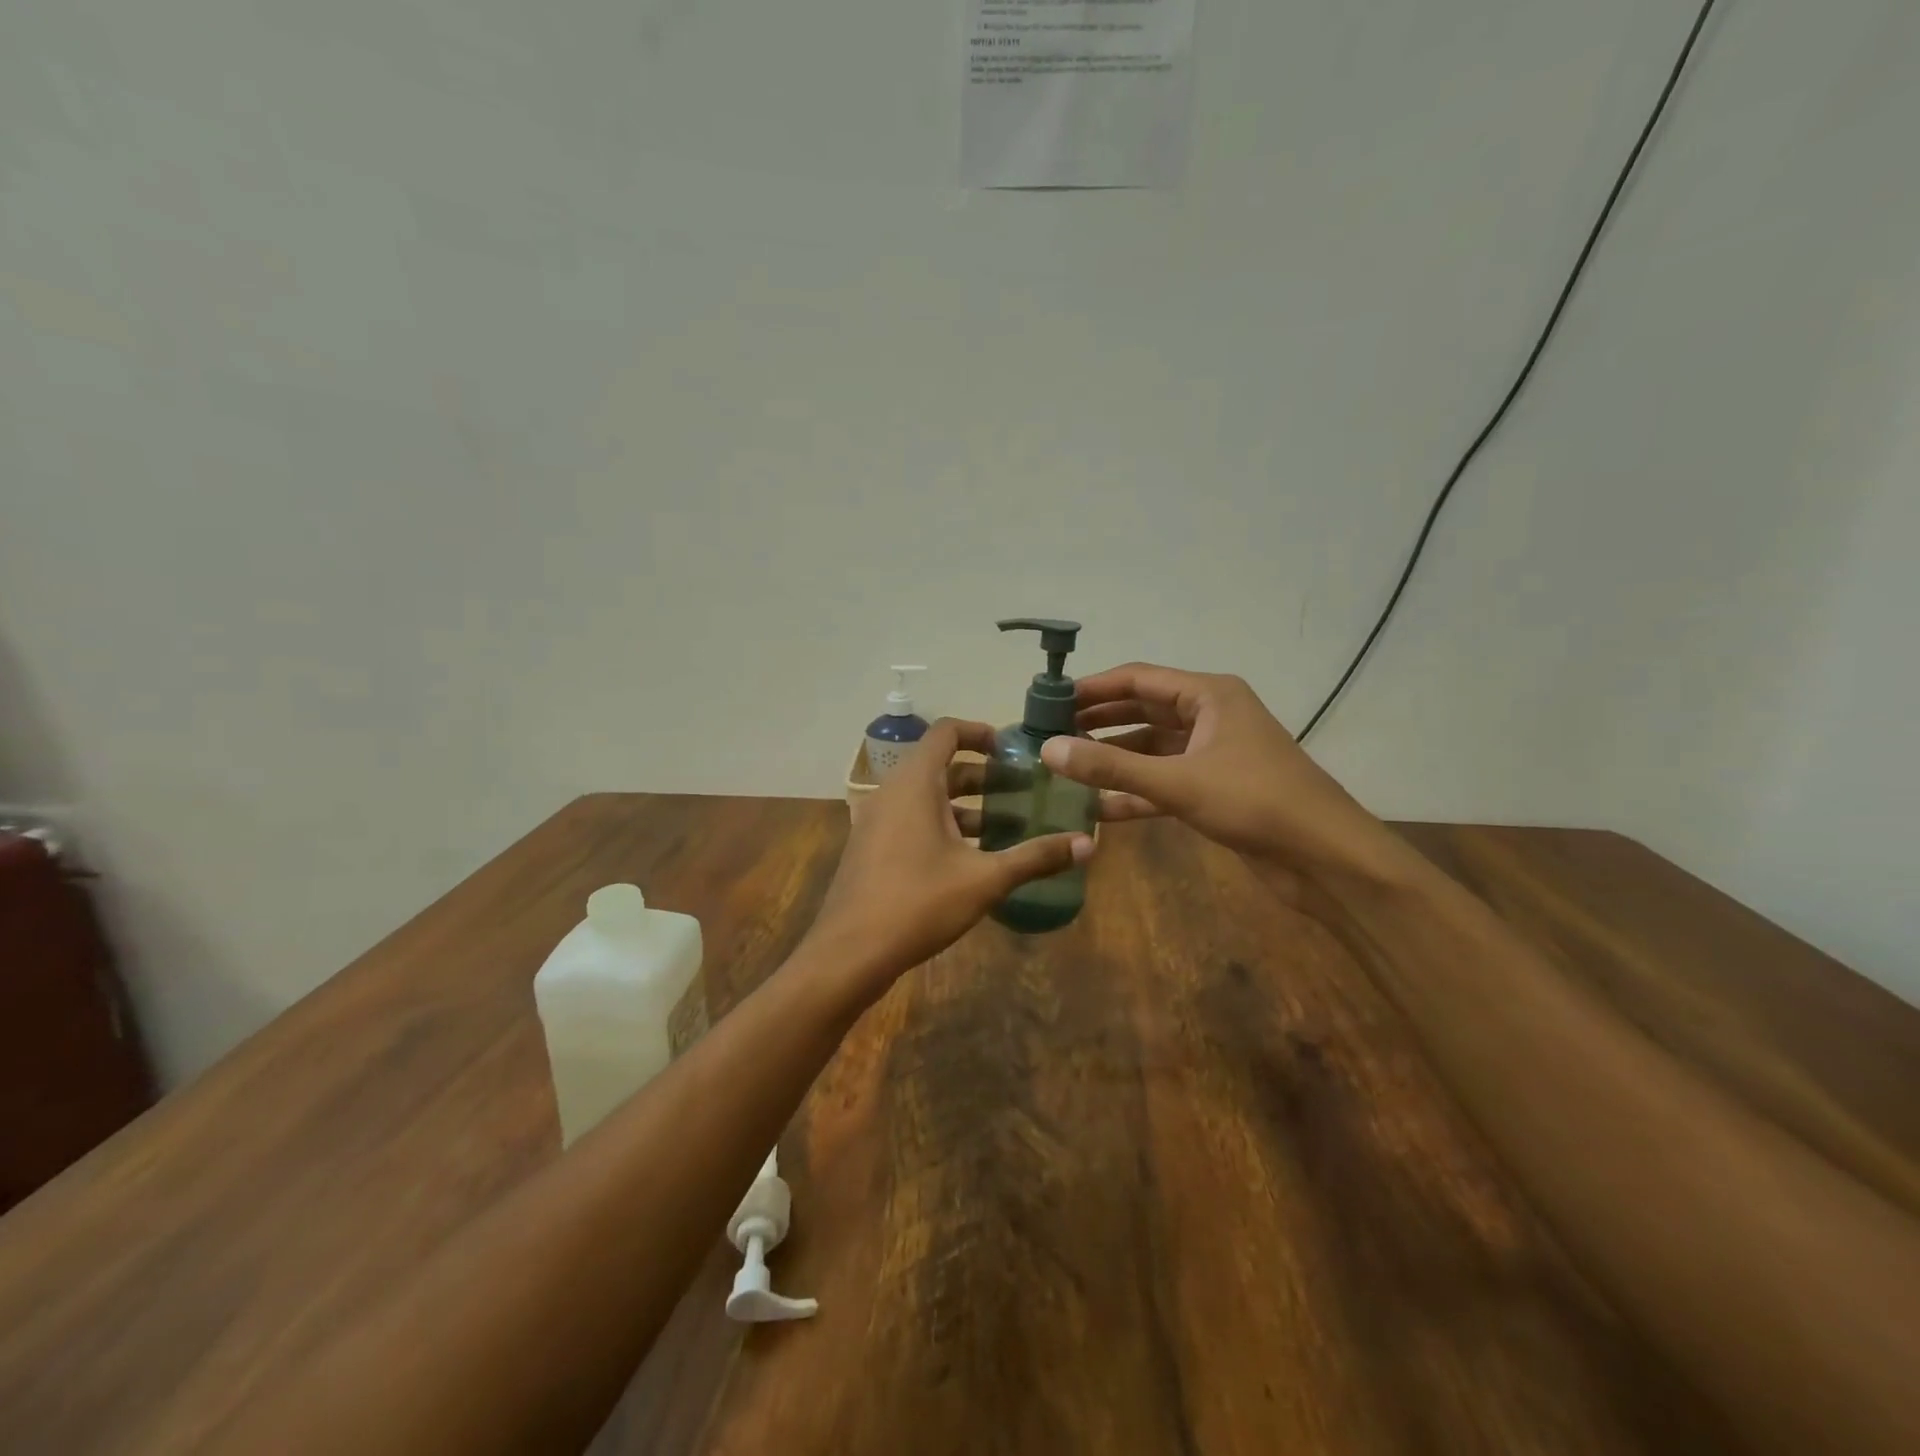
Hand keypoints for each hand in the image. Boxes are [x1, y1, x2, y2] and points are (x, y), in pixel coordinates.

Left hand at [802, 719, 1093, 998]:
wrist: (849, 953)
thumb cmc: (918, 903)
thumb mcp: (984, 879)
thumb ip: (1035, 857)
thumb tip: (1089, 844)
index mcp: (914, 784)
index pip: (946, 732)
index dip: (981, 732)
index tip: (1013, 751)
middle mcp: (891, 792)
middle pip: (940, 766)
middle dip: (983, 775)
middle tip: (1023, 790)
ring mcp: (876, 821)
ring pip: (926, 797)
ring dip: (966, 804)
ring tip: (1008, 824)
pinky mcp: (871, 847)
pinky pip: (912, 819)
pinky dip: (943, 824)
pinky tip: (973, 856)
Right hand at [1039, 664, 1411, 898]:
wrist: (1325, 857)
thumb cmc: (1255, 802)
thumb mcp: (1177, 782)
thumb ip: (1110, 767)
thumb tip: (1047, 750)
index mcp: (1208, 695)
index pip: (1137, 678)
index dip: (1091, 689)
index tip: (1048, 701)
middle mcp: (1210, 716)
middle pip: (1142, 710)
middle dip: (1097, 723)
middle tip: (1049, 734)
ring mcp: (1213, 754)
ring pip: (1151, 749)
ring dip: (1113, 760)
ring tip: (1065, 768)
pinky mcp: (1214, 789)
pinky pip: (1164, 782)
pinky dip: (1134, 793)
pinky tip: (1097, 809)